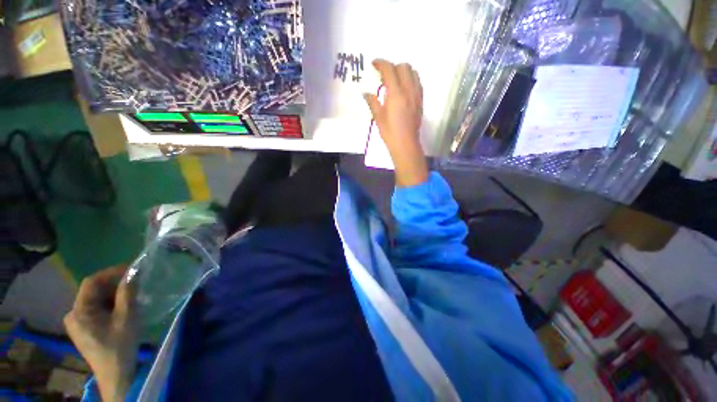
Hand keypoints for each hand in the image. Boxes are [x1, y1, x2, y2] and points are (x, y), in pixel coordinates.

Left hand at [64, 266, 138, 401]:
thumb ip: (127, 293)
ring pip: (95, 300)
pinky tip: (122, 309)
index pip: (91, 282)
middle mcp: (73, 314)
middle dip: (114, 285)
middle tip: (135, 284)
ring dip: (113, 295)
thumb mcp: (127, 316)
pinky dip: (109, 305)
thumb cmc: (120, 344)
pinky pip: (95, 309)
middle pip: (92, 291)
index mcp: (79, 311)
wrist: (116, 373)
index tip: (132, 270)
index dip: (111, 272)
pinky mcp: (83, 329)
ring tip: (131, 297)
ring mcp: (77, 323)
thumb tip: (133, 272)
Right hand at [364, 59, 428, 186]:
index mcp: (396, 94)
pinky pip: (417, 82)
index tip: (374, 64)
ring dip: (403, 72)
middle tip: (383, 76)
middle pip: (403, 67)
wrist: (406, 144)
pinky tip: (403, 89)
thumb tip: (366, 93)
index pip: (389, 70)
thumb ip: (372, 102)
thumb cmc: (390, 133)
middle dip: (392, 67)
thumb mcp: (378, 117)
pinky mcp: (420, 101)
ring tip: (394, 81)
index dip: (381, 63)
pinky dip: (410, 79)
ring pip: (413, 73)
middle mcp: (408, 90)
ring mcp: (416, 95)